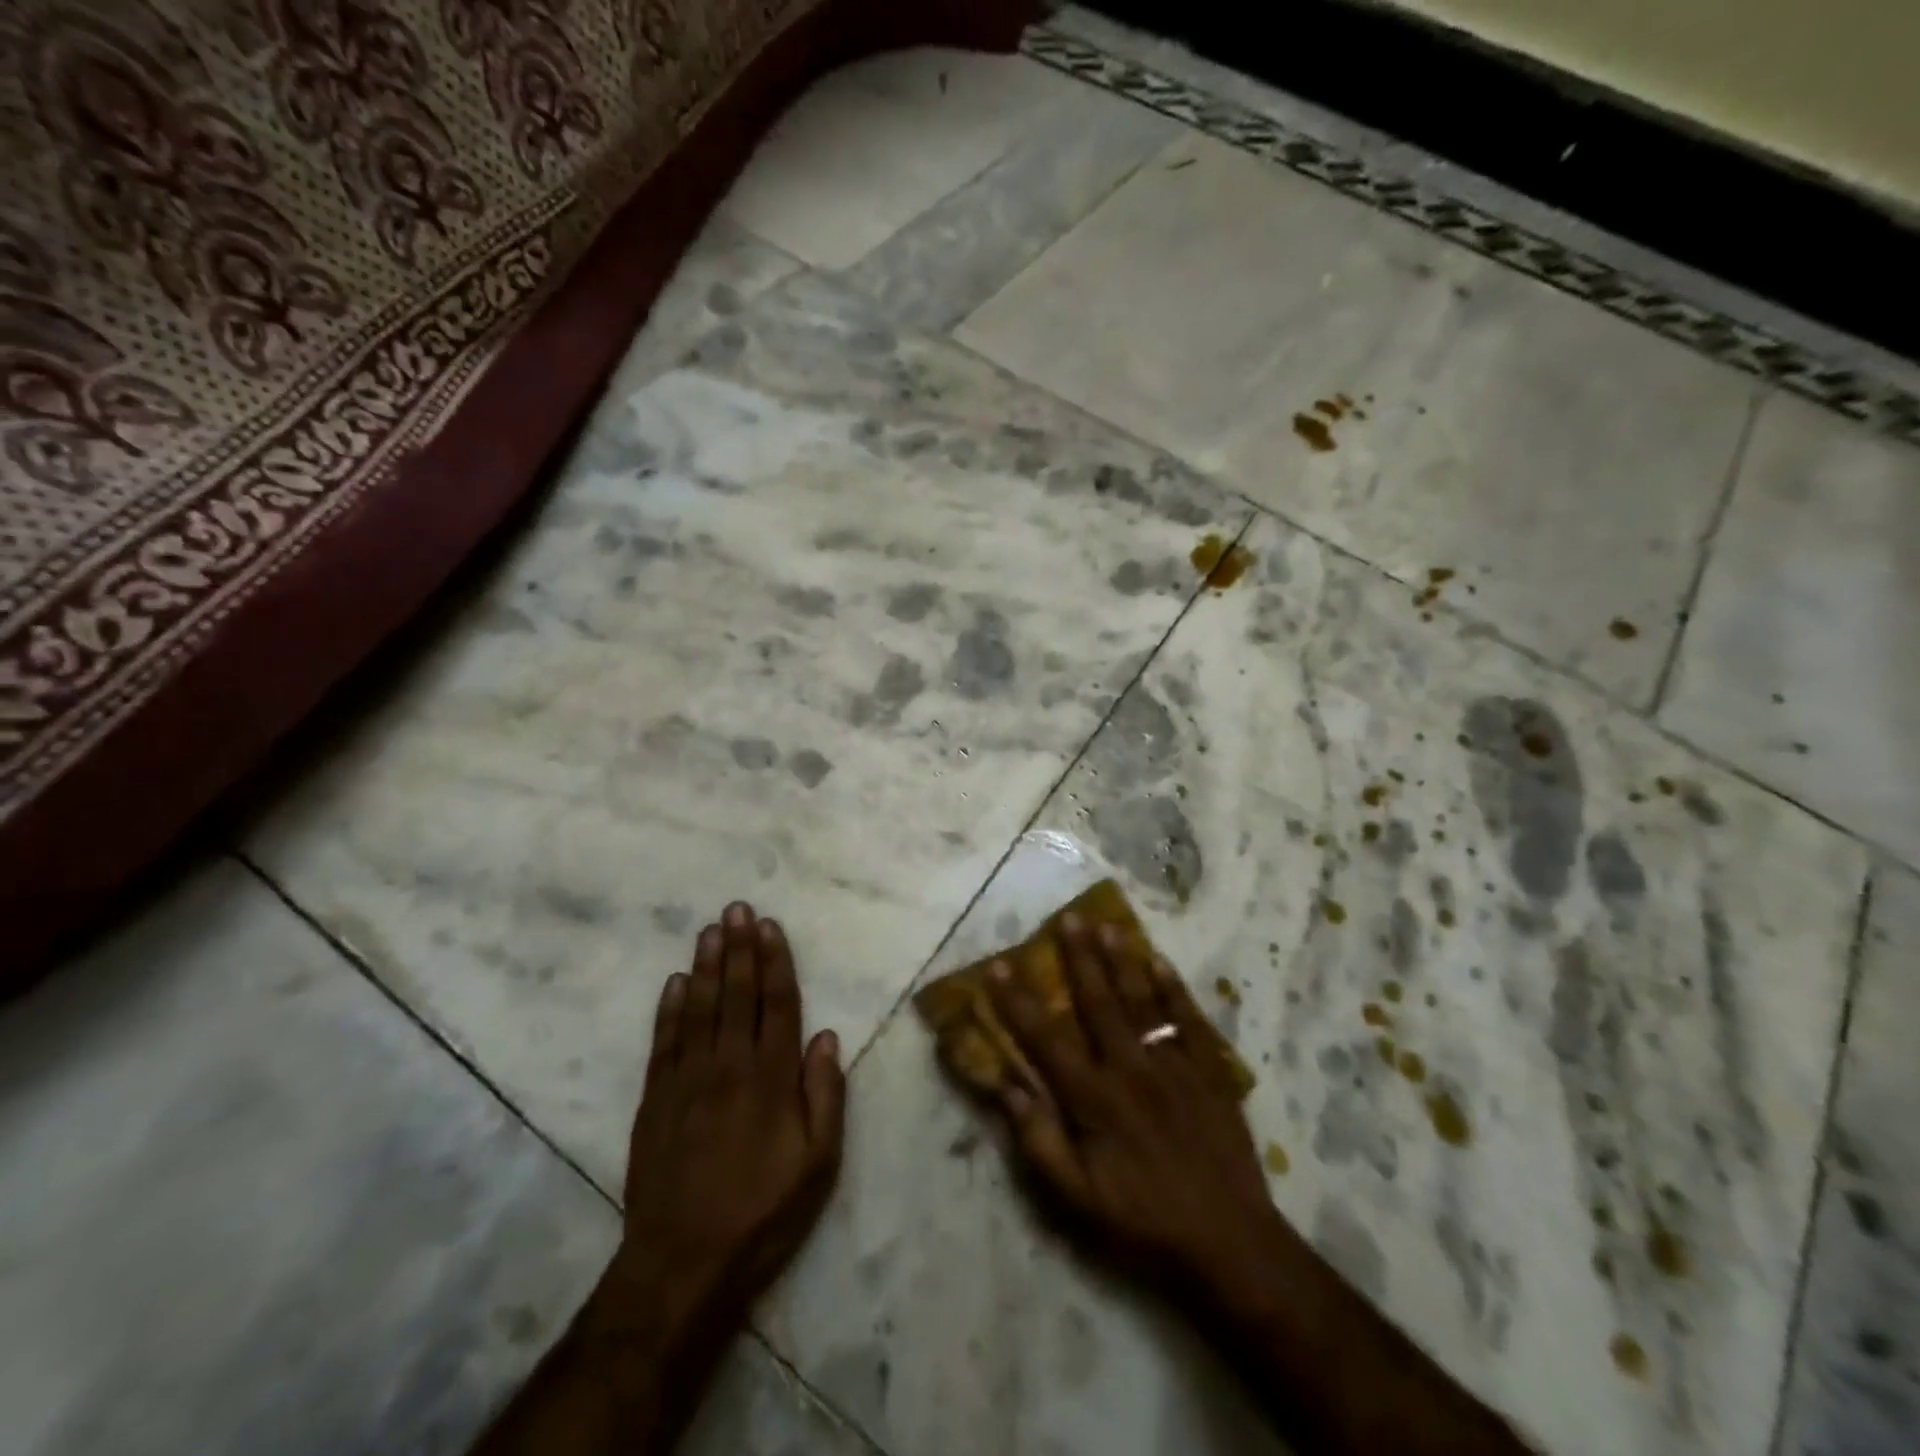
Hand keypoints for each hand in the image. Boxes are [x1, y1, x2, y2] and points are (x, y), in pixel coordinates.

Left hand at [603, 901, 845, 1342]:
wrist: (682, 1263)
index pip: (778, 1004)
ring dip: (706, 966)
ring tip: (710, 929)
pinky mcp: (655, 1099)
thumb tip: (826, 1037)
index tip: (770, 927)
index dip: (775, 962)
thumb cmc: (763, 1212)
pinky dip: (669, 1009)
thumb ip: (825, 1095)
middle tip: (737, 908)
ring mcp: (687, 1080)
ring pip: (699, 1008)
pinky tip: (675, 982)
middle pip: (737, 994)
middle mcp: (730, 1066)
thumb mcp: (818, 1163)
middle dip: (739, 948)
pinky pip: (664, 1042)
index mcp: (772, 1078)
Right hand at [985, 915, 1282, 1301]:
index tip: (999, 965)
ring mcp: (1174, 1065)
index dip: (1019, 1001)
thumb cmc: (1143, 1219)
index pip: (1046, 1038)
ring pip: (1143, 1000)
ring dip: (1123, 961)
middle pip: (1099, 1002)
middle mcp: (1131, 1068)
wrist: (1229, 1241)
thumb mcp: (1077, 1197)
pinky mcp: (1210, 1071)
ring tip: (1108, 926)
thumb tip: (1006, 1088)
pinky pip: (1190, 1019)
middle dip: (1079, 957)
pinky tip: (1160, 961)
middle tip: (1067, 917)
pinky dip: (1175, 988)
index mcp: (1094, 1097)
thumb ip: (1038, 1140)